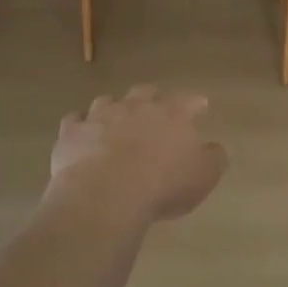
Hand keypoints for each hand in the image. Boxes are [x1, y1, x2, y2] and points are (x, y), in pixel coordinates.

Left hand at [47, 87, 227, 225]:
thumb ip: (213, 158)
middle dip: (151, 99)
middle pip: (145, 92)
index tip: (201, 107)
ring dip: (113, 109)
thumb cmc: (162, 185)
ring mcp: (100, 116)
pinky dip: (80, 125)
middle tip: (155, 110)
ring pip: (107, 101)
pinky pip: (75, 120)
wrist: (106, 194)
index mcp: (172, 114)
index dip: (196, 104)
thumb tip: (214, 148)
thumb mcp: (203, 176)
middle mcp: (136, 107)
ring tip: (115, 120)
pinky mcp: (72, 132)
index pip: (189, 101)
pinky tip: (82, 134)